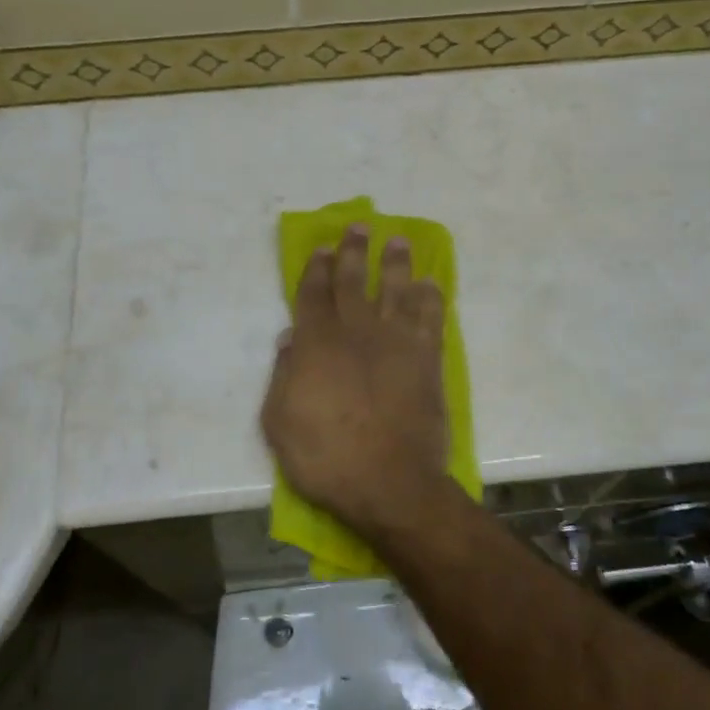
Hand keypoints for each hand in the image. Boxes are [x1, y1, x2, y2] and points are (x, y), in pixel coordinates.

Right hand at [261, 225, 453, 541]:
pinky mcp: (426, 360)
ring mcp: (396, 343)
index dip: (317, 267)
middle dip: (355, 251)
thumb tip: (290, 338)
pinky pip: (431, 320)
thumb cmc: (325, 457)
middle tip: (361, 226)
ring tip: (399, 242)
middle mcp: (356, 332)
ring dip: (397, 264)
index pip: (314, 293)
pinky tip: (431, 285)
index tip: (324, 247)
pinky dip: (431, 299)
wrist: (388, 482)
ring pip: (397, 290)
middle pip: (355, 281)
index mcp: (317, 343)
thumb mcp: (278, 422)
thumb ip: (282, 375)